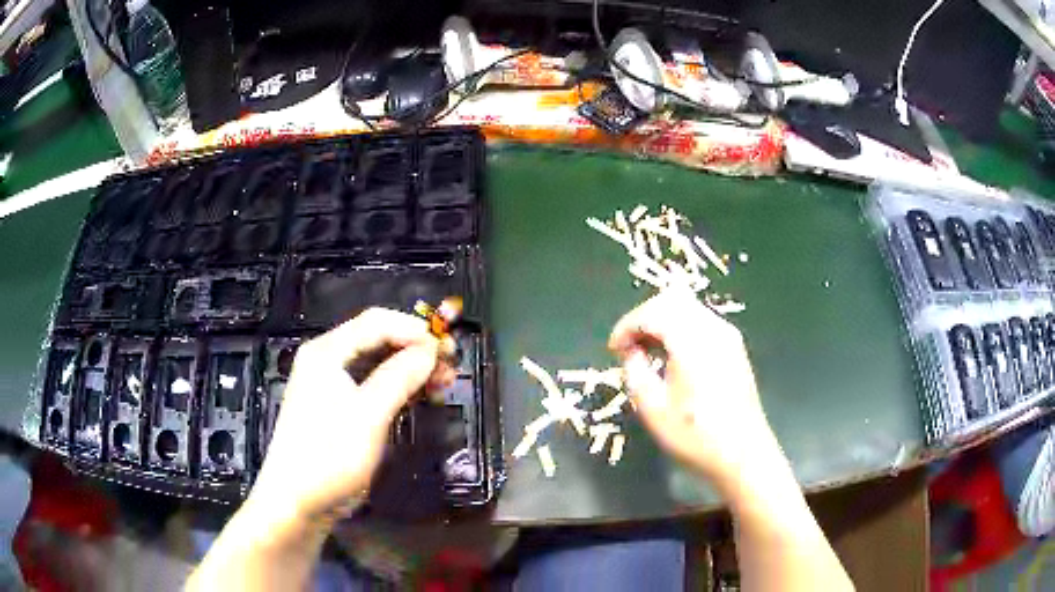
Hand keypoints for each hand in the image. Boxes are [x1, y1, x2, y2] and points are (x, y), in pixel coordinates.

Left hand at [248, 308, 453, 527]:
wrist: (298, 501)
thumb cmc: (329, 455)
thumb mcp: (368, 415)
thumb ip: (399, 377)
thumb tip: (431, 349)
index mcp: (327, 352)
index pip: (376, 322)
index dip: (415, 329)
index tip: (448, 347)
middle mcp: (328, 361)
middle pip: (378, 340)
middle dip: (417, 349)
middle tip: (452, 365)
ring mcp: (333, 386)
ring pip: (379, 364)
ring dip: (412, 369)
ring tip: (443, 383)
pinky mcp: (340, 409)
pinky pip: (375, 386)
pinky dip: (400, 388)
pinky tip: (421, 396)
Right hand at [609, 288, 779, 488]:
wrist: (743, 455)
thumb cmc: (695, 435)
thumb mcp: (653, 408)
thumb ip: (634, 371)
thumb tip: (630, 352)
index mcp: (692, 341)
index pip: (652, 312)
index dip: (626, 326)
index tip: (613, 350)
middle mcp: (713, 328)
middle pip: (672, 300)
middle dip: (644, 317)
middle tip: (628, 347)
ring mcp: (728, 336)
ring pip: (688, 308)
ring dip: (662, 322)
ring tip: (646, 352)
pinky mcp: (734, 347)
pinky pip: (701, 322)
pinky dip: (679, 329)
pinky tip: (671, 357)